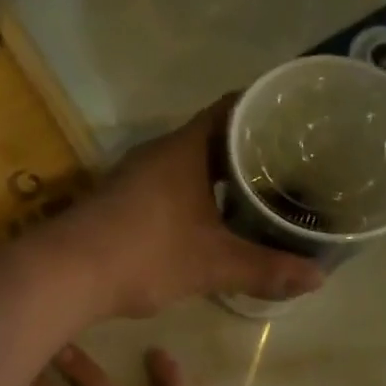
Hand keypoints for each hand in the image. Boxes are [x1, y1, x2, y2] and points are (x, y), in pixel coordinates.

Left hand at [58, 99, 321, 318]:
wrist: (66, 273)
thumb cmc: (145, 254)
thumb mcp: (213, 264)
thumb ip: (265, 269)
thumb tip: (319, 278)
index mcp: (185, 148)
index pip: (234, 108)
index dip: (268, 110)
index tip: (301, 123)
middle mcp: (159, 153)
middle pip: (214, 136)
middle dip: (251, 150)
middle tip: (293, 166)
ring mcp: (135, 177)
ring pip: (189, 164)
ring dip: (221, 177)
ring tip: (261, 194)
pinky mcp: (121, 202)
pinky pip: (170, 186)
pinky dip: (196, 195)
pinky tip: (212, 221)